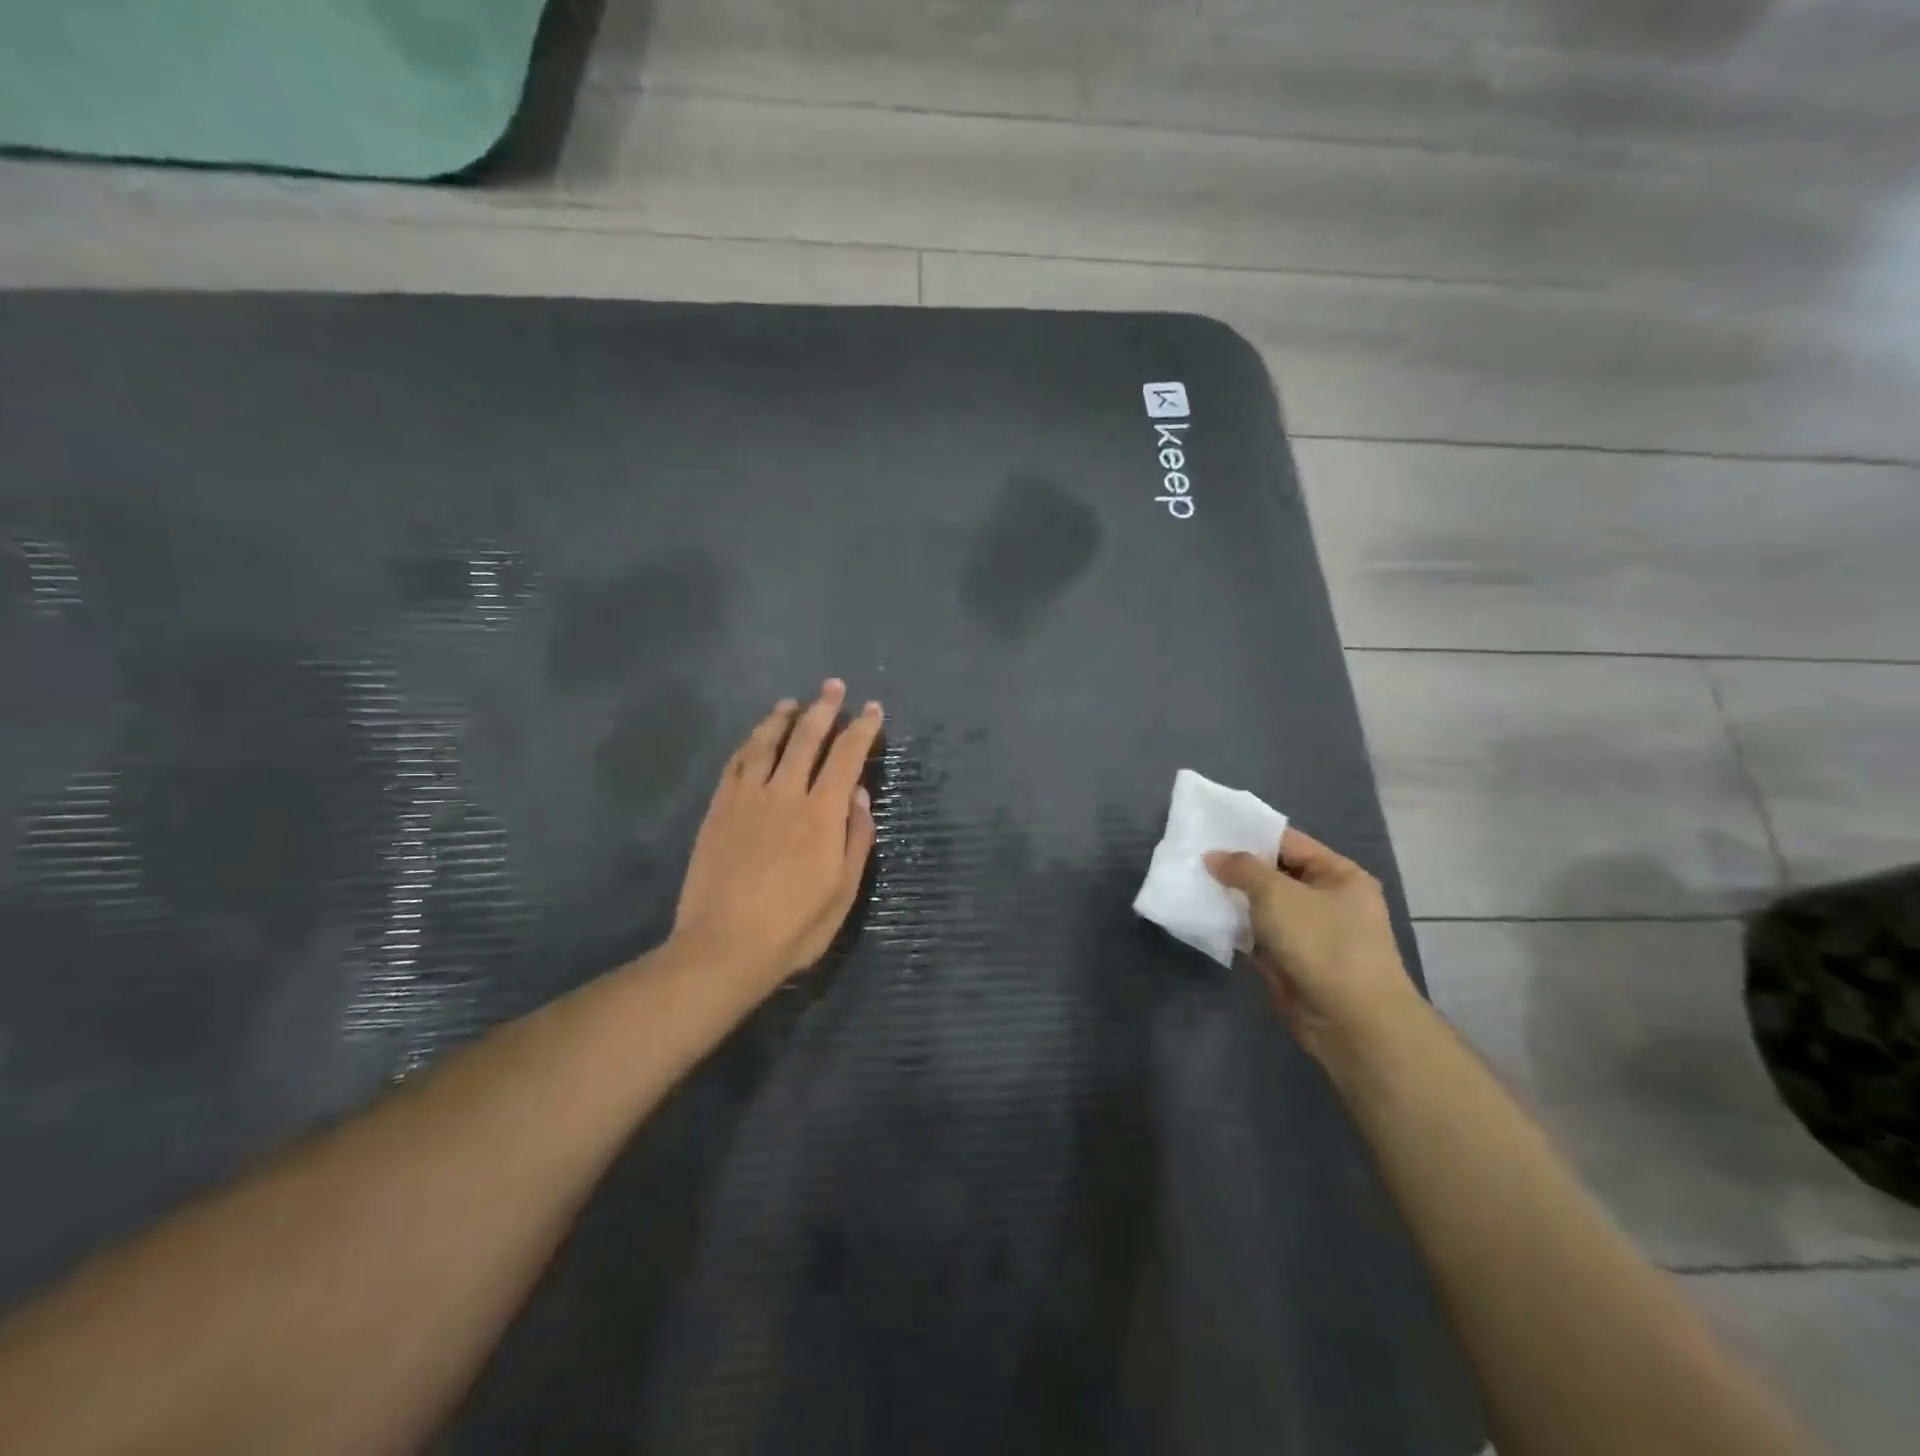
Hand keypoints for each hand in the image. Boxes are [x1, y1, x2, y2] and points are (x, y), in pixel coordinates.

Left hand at [672, 679, 881, 991]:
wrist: (724, 947)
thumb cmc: (794, 926)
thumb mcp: (843, 891)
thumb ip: (856, 838)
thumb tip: (860, 795)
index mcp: (821, 813)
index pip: (846, 756)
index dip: (862, 729)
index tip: (872, 710)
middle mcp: (784, 794)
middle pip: (806, 738)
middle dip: (824, 708)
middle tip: (833, 687)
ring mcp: (746, 799)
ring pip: (765, 743)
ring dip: (781, 719)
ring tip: (791, 703)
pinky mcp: (718, 811)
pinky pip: (734, 765)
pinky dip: (748, 745)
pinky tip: (754, 739)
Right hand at [1206, 828, 1423, 1066]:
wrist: (1351, 1021)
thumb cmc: (1321, 943)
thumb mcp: (1277, 893)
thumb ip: (1242, 869)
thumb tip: (1213, 857)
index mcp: (1339, 875)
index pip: (1289, 843)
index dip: (1251, 836)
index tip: (1210, 832)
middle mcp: (1329, 901)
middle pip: (1275, 876)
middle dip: (1237, 870)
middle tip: (1194, 859)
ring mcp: (1312, 935)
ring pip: (1264, 909)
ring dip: (1233, 901)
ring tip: (1192, 885)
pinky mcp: (1294, 964)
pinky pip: (1259, 938)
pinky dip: (1237, 931)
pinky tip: (1205, 920)